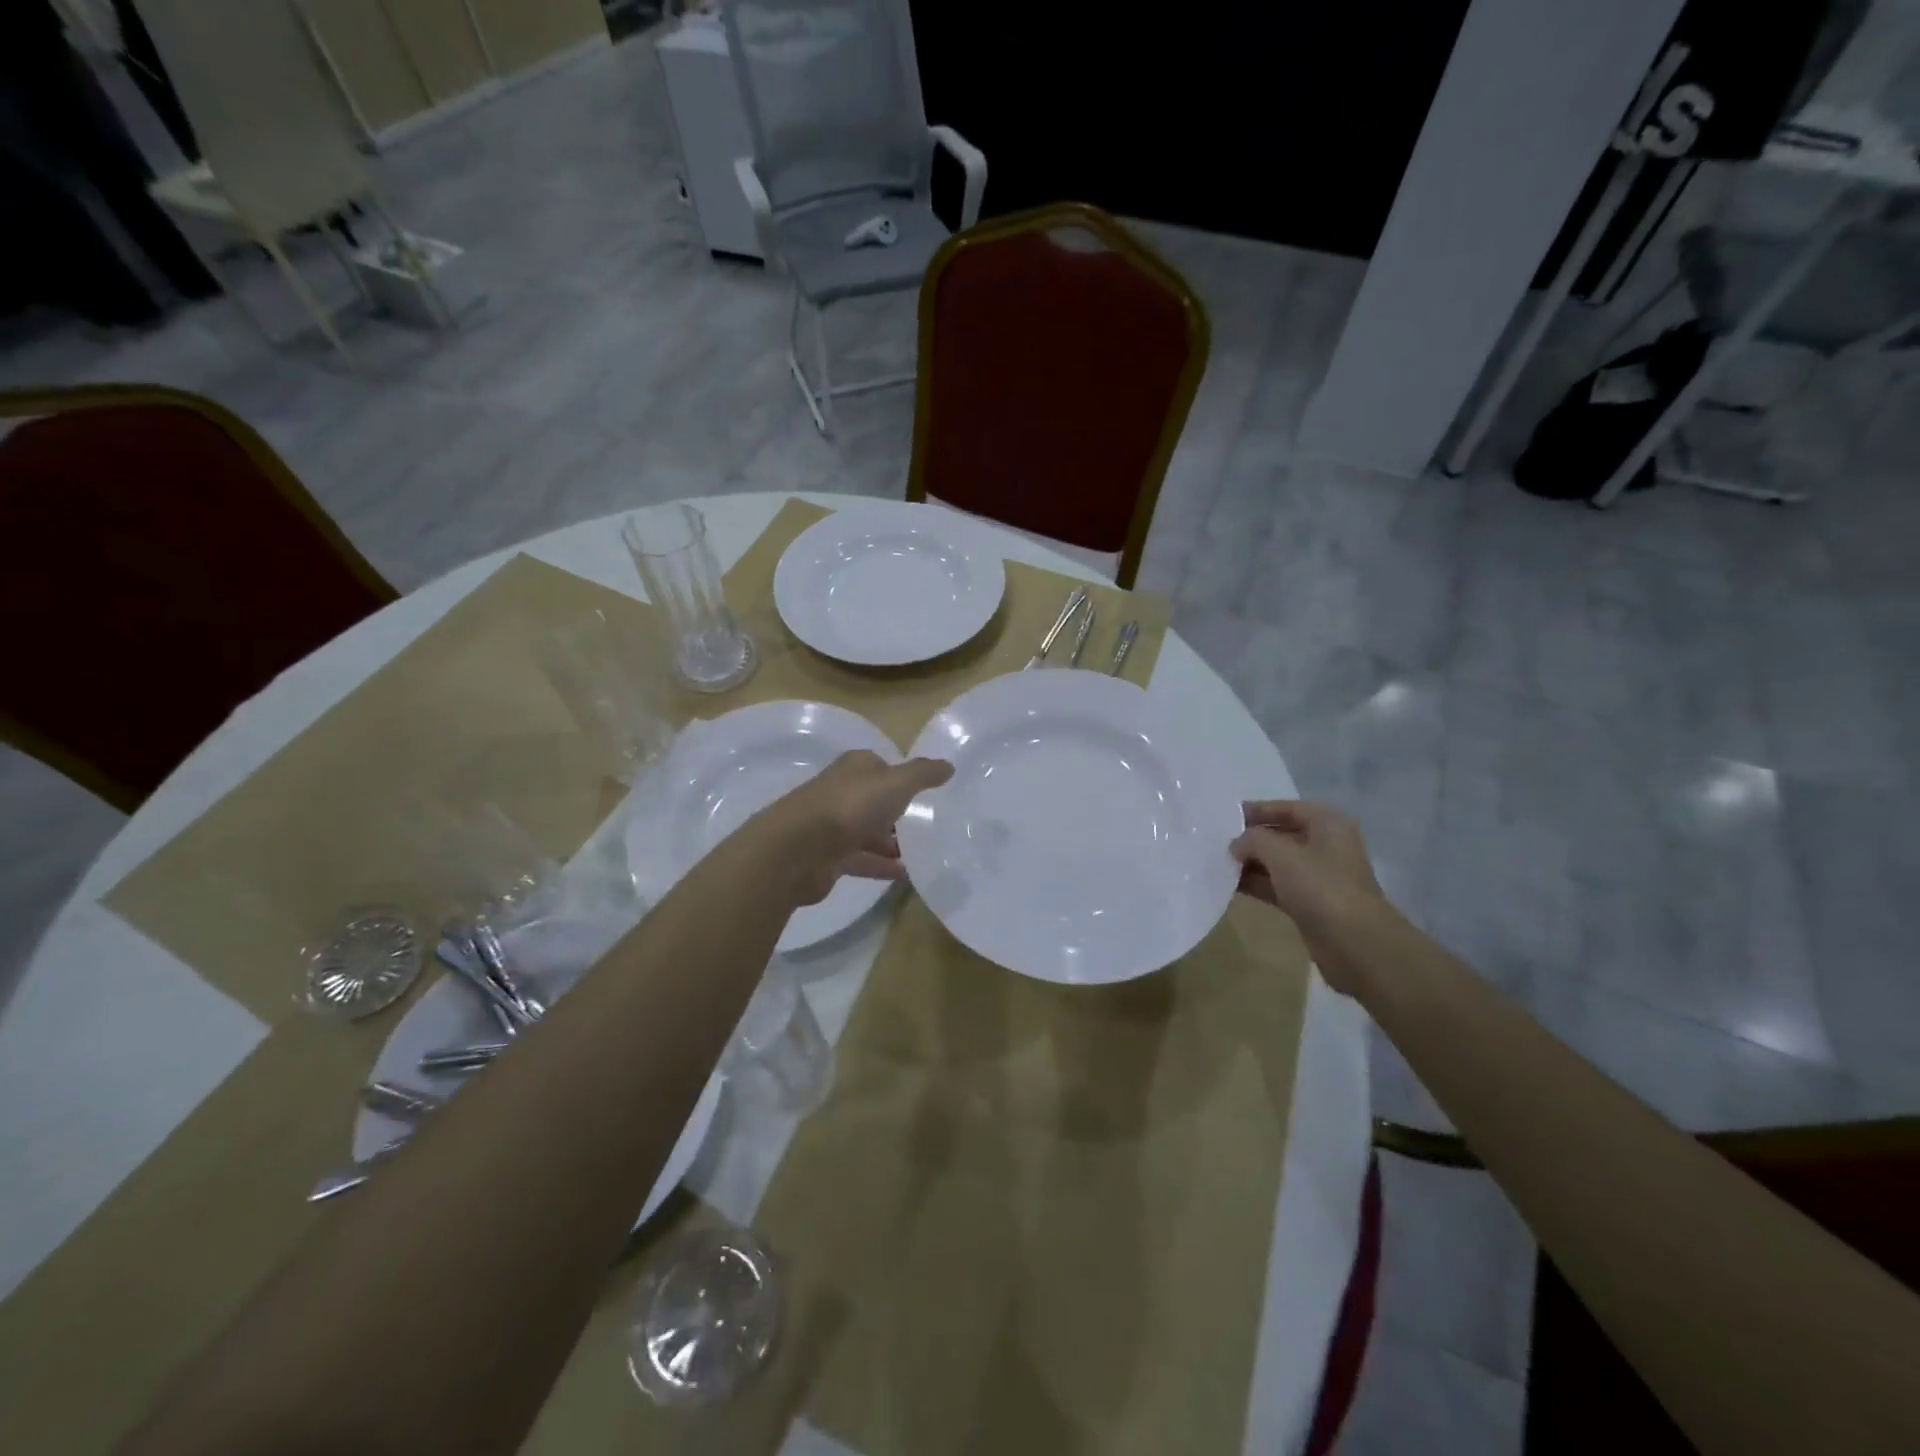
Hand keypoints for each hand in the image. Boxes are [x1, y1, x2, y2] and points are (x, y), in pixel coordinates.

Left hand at [767, 750, 953, 904]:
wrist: (798, 849)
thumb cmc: (850, 806)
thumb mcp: (896, 783)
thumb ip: (924, 774)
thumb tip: (949, 765)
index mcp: (855, 768)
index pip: (882, 767)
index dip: (902, 778)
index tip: (926, 793)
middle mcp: (842, 792)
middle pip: (874, 800)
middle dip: (897, 812)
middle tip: (928, 826)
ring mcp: (833, 826)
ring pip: (867, 831)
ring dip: (890, 841)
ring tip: (922, 855)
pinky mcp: (829, 857)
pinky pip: (862, 859)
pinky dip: (881, 866)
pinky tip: (904, 876)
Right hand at [1232, 801, 1387, 992]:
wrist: (1355, 943)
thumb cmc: (1321, 887)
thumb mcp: (1281, 854)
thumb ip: (1253, 840)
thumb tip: (1236, 845)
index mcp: (1327, 822)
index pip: (1283, 808)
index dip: (1253, 811)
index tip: (1221, 819)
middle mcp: (1325, 844)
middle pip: (1279, 834)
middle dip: (1248, 839)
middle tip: (1213, 842)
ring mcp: (1318, 875)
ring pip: (1276, 862)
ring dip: (1249, 863)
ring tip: (1215, 863)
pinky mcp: (1310, 902)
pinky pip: (1276, 885)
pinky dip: (1256, 883)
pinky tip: (1229, 885)